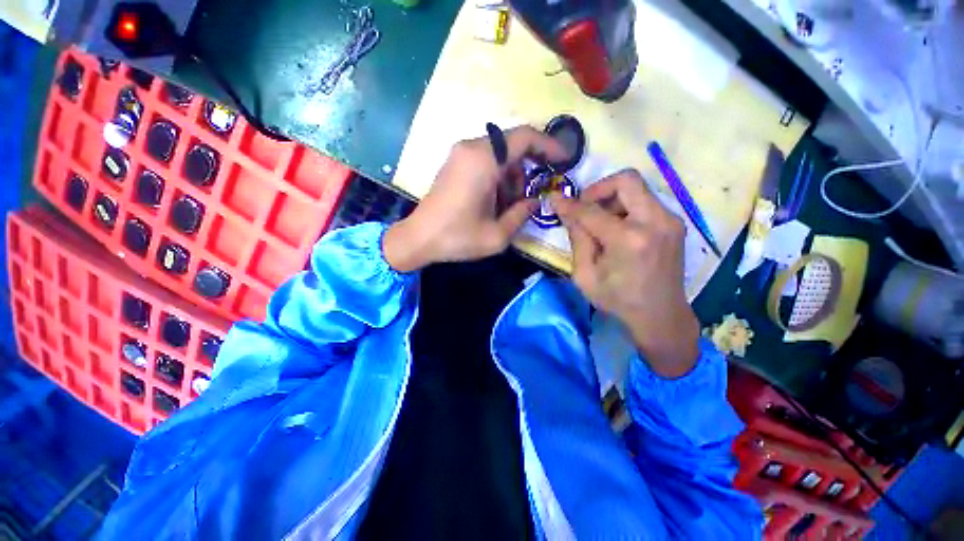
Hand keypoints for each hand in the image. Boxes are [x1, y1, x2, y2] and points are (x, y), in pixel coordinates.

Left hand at [384, 126, 567, 271]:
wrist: (418, 238)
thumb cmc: (457, 238)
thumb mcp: (497, 235)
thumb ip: (522, 215)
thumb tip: (535, 201)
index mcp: (483, 161)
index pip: (524, 137)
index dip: (549, 145)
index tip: (563, 160)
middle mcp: (471, 148)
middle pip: (512, 147)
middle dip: (525, 173)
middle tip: (525, 201)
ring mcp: (460, 154)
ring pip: (499, 156)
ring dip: (510, 179)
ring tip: (505, 208)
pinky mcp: (455, 163)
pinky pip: (485, 161)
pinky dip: (496, 178)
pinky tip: (492, 203)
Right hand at [552, 170, 699, 377]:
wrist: (660, 315)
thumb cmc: (618, 300)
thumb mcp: (585, 275)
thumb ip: (577, 239)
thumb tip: (566, 210)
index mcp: (629, 240)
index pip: (592, 211)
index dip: (569, 204)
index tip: (554, 198)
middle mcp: (655, 222)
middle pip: (626, 180)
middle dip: (598, 189)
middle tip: (584, 207)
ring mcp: (670, 220)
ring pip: (637, 188)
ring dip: (612, 198)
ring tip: (599, 222)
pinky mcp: (674, 223)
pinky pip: (645, 201)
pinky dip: (625, 207)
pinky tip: (616, 228)